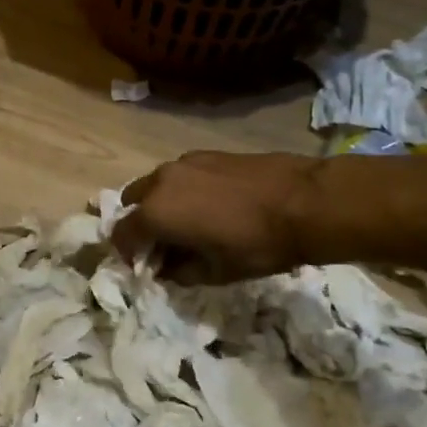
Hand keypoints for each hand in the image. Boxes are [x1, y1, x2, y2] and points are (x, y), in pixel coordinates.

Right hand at [113, 152, 323, 283]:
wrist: (304, 201)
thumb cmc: (256, 244)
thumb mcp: (215, 272)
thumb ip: (179, 272)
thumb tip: (165, 268)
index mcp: (155, 213)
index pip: (121, 234)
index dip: (128, 254)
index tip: (146, 267)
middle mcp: (160, 181)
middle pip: (133, 202)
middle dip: (141, 224)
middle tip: (164, 245)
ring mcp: (183, 162)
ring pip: (156, 185)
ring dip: (161, 206)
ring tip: (189, 225)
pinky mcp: (206, 153)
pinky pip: (180, 175)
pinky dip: (182, 191)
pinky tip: (211, 206)